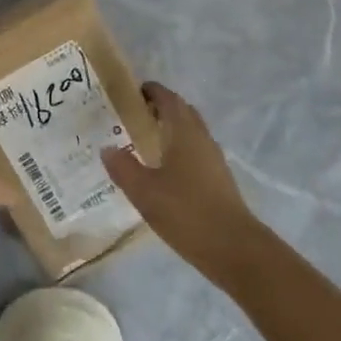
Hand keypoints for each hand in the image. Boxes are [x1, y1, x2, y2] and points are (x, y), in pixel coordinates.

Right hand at [102, 83, 264, 277]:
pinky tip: (163, 170)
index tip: (132, 92)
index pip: (168, 99)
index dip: (152, 91)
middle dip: (161, 107)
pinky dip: (178, 148)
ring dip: (171, 128)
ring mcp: (213, 159)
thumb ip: (123, 167)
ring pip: (191, 132)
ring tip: (145, 141)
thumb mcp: (144, 192)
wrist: (233, 248)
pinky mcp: (218, 179)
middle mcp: (201, 138)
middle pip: (182, 112)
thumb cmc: (186, 212)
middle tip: (134, 116)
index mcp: (184, 133)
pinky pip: (195, 151)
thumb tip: (108, 147)